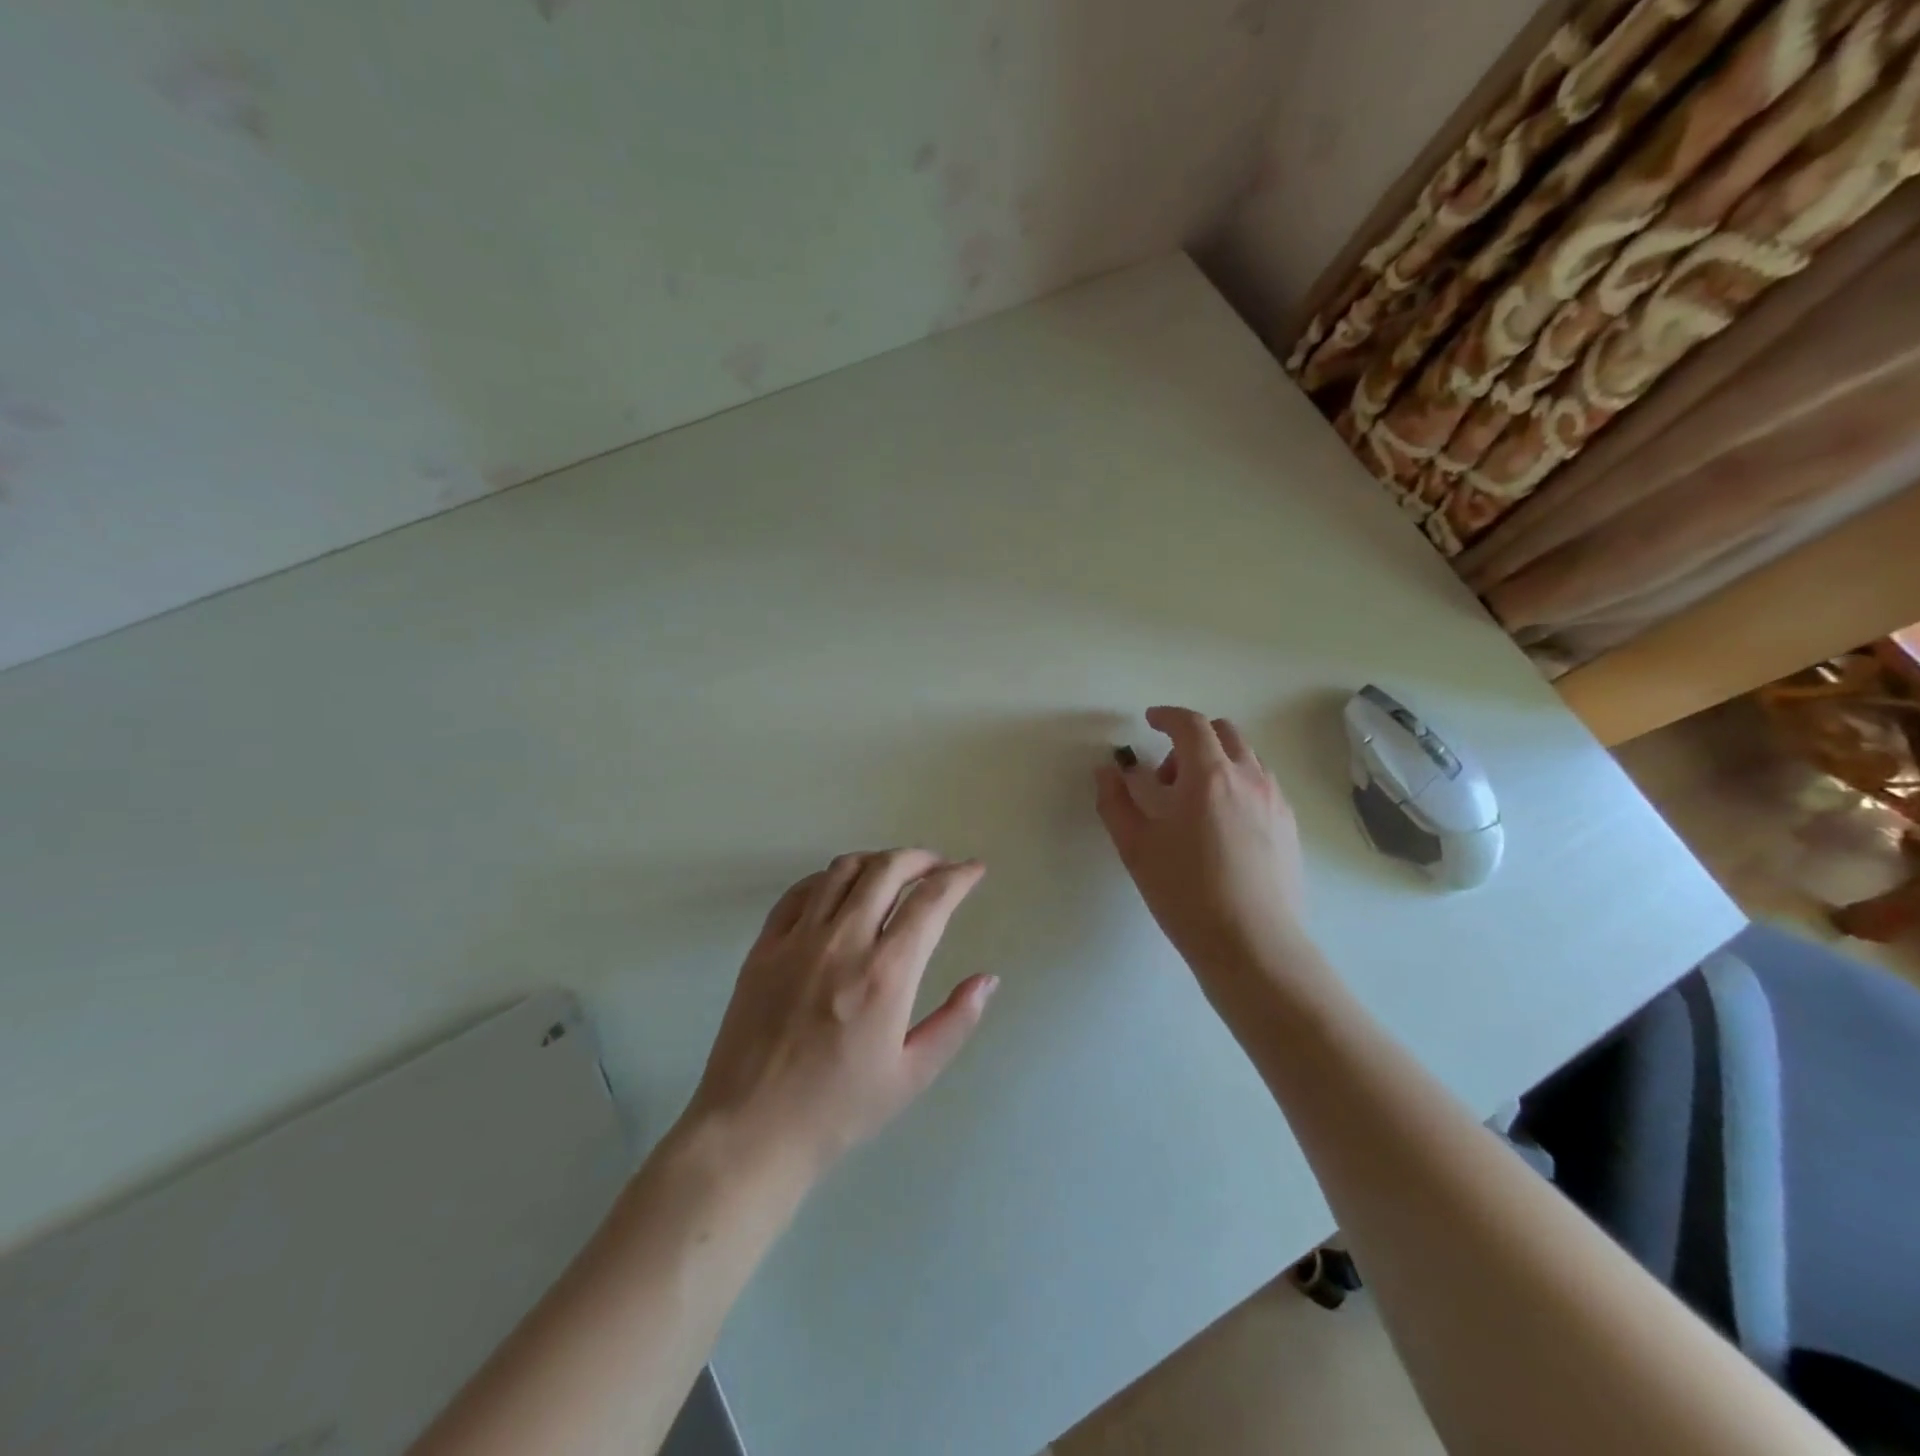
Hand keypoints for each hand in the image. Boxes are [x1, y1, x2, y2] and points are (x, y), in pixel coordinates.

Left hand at [683, 850, 997, 1180]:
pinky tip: (841, 889)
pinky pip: (800, 891)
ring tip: (895, 872)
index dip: (959, 877)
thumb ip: (956, 1021)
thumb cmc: (839, 1110)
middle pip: (887, 869)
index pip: (931, 901)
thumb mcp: (912, 1075)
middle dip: (921, 858)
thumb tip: (988, 979)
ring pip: (843, 870)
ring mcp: (798, 939)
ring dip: (877, 860)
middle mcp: (843, 942)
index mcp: (885, 974)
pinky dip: (829, 878)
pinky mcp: (765, 945)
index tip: (974, 870)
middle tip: (939, 866)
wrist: (751, 1130)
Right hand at [1095, 706, 1312, 1004]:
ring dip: (1216, 763)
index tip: (1150, 721)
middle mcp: (1249, 778)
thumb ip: (1115, 801)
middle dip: (1192, 739)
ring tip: (1193, 807)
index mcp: (1209, 775)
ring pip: (1246, 759)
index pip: (1190, 724)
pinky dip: (1237, 786)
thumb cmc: (1185, 892)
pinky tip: (1220, 829)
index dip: (1167, 716)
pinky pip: (1261, 787)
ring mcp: (1276, 802)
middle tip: (1166, 775)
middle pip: (1224, 733)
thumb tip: (1108, 771)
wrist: (1252, 945)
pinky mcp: (1290, 827)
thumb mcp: (1135, 847)